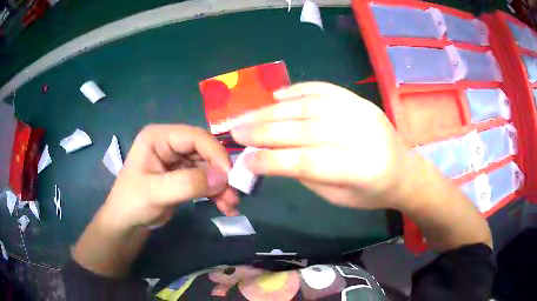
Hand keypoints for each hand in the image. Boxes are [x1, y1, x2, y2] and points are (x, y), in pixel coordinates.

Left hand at [100, 124, 238, 232]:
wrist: (127, 223)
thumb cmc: (132, 203)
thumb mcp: (156, 193)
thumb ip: (188, 183)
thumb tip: (224, 178)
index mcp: (159, 137)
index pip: (195, 137)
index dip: (215, 154)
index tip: (230, 178)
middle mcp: (170, 143)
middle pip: (205, 152)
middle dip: (220, 174)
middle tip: (233, 196)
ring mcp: (177, 160)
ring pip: (208, 167)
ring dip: (221, 186)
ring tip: (230, 206)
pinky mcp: (183, 175)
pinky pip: (205, 180)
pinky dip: (216, 192)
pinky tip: (225, 206)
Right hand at [231, 82, 412, 209]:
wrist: (403, 170)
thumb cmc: (370, 192)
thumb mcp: (338, 197)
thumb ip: (306, 175)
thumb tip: (270, 156)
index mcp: (361, 169)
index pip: (307, 161)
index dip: (272, 160)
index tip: (245, 161)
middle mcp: (363, 134)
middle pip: (305, 128)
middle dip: (265, 130)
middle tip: (236, 131)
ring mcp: (363, 111)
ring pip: (310, 106)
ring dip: (273, 110)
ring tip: (247, 115)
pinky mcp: (360, 100)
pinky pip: (325, 89)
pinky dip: (297, 90)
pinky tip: (276, 95)